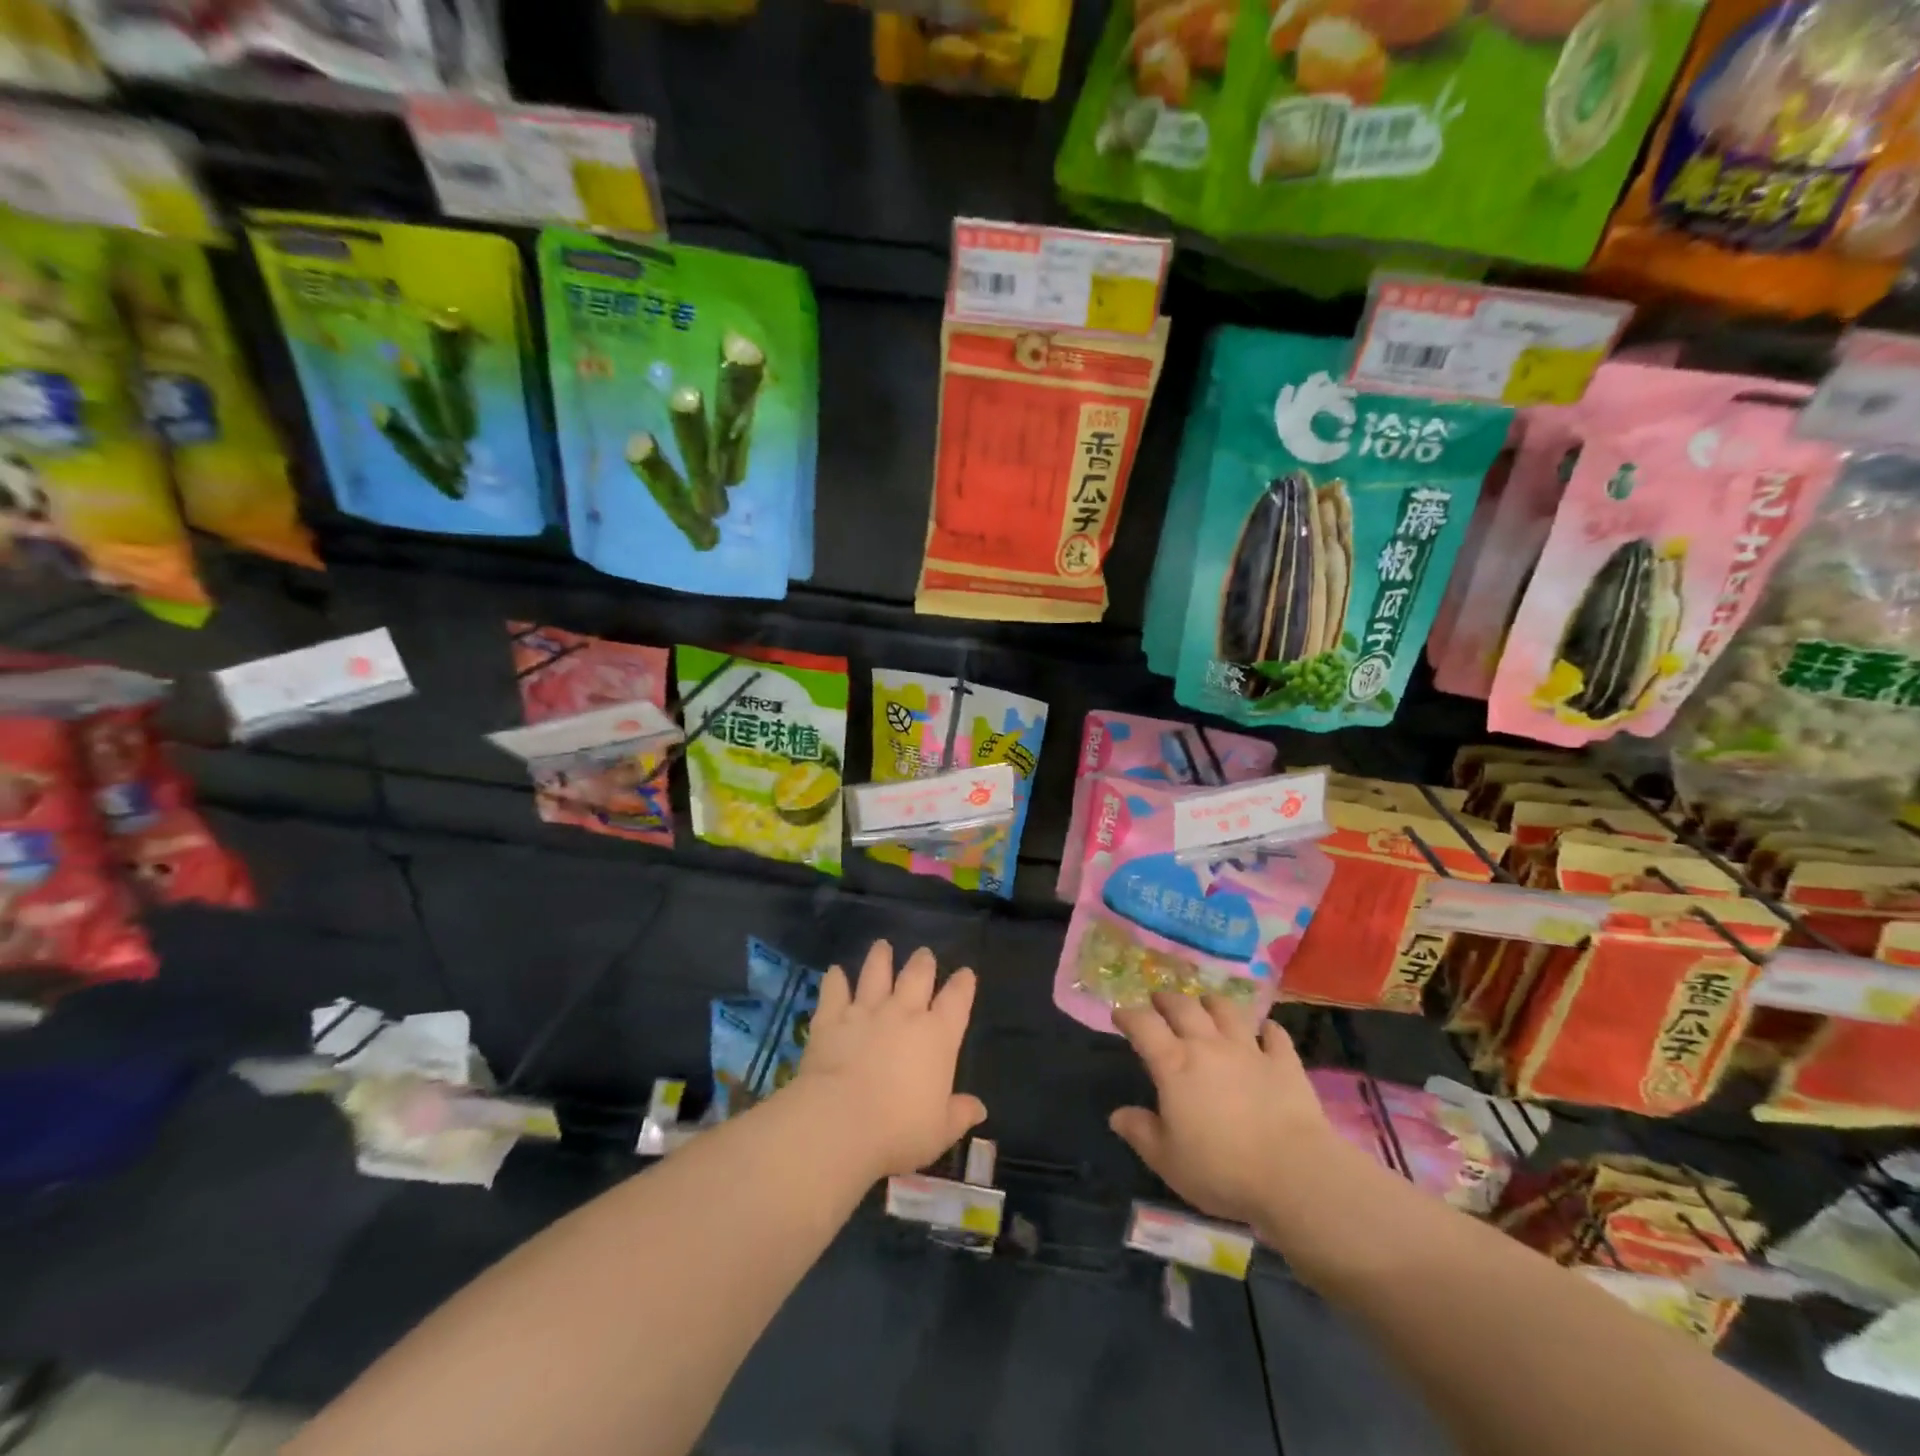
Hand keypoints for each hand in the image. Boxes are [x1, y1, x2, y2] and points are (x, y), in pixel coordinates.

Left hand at [794, 941, 986, 1180]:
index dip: (963, 984)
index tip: (966, 973)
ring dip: (880, 958)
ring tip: (882, 945)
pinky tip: (834, 971)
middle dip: (923, 963)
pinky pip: (834, 991)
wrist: (840, 1122)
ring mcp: (866, 1011)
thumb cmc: (899, 1131)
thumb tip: (979, 1108)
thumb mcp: (940, 1130)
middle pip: (917, 976)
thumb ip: (959, 1114)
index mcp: (938, 1036)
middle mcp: (904, 1014)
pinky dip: (835, 979)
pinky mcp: (832, 1018)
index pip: (956, 1000)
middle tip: (924, 953)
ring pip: (876, 974)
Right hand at [1110, 993, 1370, 1235]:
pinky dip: (1267, 1030)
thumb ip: (1140, 1133)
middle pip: (1183, 1007)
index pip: (1143, 1026)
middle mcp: (1208, 1046)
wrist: (1294, 1174)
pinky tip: (1265, 1031)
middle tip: (1159, 1000)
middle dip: (1167, 1000)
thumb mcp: (1168, 1160)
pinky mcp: (1284, 1062)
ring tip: (1205, 1004)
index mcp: (1174, 1065)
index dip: (1128, 1016)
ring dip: (1211, 1004)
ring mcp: (1249, 1050)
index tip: (1119, 1014)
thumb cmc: (1221, 1169)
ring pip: (1226, 1011)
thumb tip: (1117, 1115)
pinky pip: (1274, 1035)